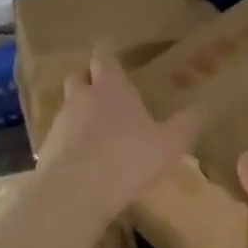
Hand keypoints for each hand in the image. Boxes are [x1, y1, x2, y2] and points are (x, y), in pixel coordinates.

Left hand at [36, 45, 204, 223]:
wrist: (75, 191)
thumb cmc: (128, 158)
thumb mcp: (169, 144)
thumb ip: (186, 125)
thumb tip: (201, 109)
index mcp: (111, 87)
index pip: (103, 57)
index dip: (107, 56)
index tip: (111, 57)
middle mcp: (81, 97)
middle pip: (78, 77)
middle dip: (89, 80)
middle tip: (104, 92)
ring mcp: (60, 122)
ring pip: (68, 107)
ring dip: (79, 113)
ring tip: (96, 130)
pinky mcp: (46, 148)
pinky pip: (59, 136)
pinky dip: (69, 141)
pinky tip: (82, 159)